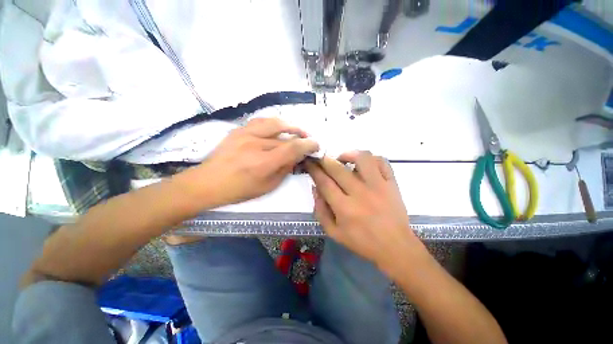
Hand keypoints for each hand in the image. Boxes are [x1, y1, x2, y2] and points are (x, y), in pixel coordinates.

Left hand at [195, 118, 318, 205]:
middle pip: (286, 135)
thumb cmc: (239, 190)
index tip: (316, 145)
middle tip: (308, 140)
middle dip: (301, 137)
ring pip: (274, 122)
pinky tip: (279, 128)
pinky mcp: (238, 130)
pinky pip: (261, 121)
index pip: (292, 148)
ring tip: (297, 130)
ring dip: (290, 126)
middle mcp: (255, 144)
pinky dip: (274, 123)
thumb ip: (285, 170)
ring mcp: (245, 134)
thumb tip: (297, 158)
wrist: (208, 182)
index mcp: (263, 163)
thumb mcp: (268, 186)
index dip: (308, 145)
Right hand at [306, 151, 417, 271]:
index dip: (314, 170)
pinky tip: (364, 164)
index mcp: (344, 208)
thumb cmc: (362, 242)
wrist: (395, 247)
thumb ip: (320, 210)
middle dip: (325, 160)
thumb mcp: (334, 232)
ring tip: (343, 159)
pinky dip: (371, 158)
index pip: (324, 182)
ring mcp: (378, 186)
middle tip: (321, 159)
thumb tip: (315, 187)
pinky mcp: (392, 184)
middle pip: (338, 168)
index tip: (310, 163)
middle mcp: (360, 193)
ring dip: (349, 154)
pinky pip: (382, 162)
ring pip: (362, 158)